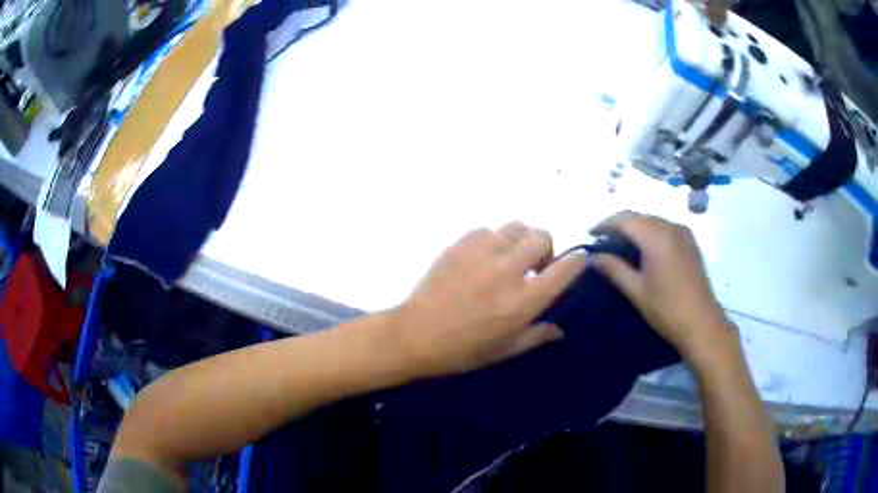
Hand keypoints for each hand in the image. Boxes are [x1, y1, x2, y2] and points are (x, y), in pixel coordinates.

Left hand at [392, 223, 586, 379]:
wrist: (414, 335)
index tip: (576, 261)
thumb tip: (561, 330)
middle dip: (546, 248)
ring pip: (517, 225)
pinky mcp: (460, 244)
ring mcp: (482, 252)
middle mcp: (508, 270)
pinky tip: (483, 256)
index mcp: (524, 301)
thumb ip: (536, 337)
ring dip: (520, 239)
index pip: (566, 268)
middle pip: (543, 236)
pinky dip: (493, 239)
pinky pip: (488, 228)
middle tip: (534, 265)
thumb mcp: (504, 350)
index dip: (577, 260)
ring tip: (509, 256)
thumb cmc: (462, 350)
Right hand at [588, 211, 731, 359]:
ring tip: (620, 244)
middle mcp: (670, 226)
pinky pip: (664, 227)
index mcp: (656, 237)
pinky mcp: (690, 241)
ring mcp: (683, 232)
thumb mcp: (636, 291)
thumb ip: (613, 269)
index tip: (590, 234)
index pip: (624, 219)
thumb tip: (591, 257)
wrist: (702, 323)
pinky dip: (650, 231)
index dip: (604, 224)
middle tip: (602, 240)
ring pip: (652, 220)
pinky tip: (644, 247)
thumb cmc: (667, 309)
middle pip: (638, 216)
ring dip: (634, 227)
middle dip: (618, 224)